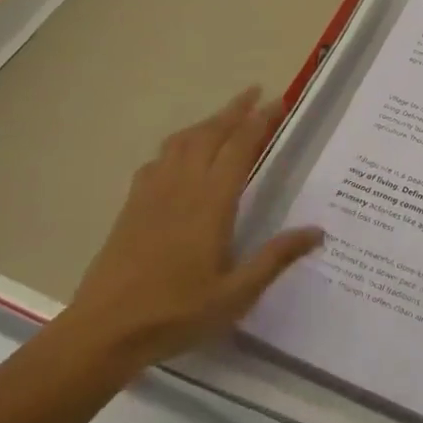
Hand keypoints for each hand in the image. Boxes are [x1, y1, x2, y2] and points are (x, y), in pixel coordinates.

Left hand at [52, 87, 321, 383]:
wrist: (105, 330)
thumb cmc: (176, 313)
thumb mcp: (236, 294)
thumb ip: (276, 258)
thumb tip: (317, 231)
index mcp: (212, 201)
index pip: (241, 146)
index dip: (261, 120)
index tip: (278, 101)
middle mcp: (183, 184)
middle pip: (211, 132)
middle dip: (235, 109)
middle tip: (256, 92)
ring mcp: (153, 191)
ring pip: (183, 140)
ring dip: (206, 122)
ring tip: (223, 117)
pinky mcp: (132, 204)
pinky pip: (158, 159)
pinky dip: (176, 145)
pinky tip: (179, 156)